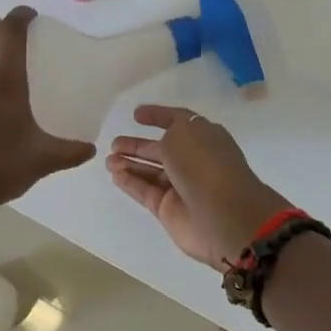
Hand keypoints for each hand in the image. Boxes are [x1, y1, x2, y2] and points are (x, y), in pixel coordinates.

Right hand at [106, 105, 291, 268]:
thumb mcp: (185, 132)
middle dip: (138, 145)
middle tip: (114, 143)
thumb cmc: (204, 164)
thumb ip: (170, 131)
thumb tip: (164, 143)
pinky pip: (146, 191)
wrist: (223, 215)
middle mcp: (194, 160)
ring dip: (130, 163)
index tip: (136, 114)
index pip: (178, 121)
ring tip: (108, 159)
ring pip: (151, 171)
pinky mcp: (169, 209)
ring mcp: (182, 186)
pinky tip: (114, 174)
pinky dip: (130, 182)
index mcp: (204, 136)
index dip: (159, 116)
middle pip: (161, 149)